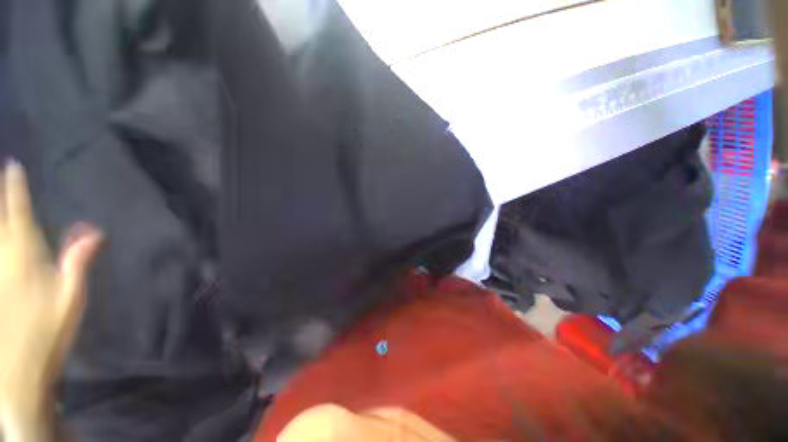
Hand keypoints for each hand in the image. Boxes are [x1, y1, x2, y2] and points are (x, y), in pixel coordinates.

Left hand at [0, 162, 101, 440]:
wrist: (16, 370)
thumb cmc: (47, 332)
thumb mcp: (70, 299)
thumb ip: (77, 263)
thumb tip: (93, 231)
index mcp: (24, 257)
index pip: (19, 214)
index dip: (15, 189)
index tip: (13, 165)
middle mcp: (2, 257)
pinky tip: (0, 237)